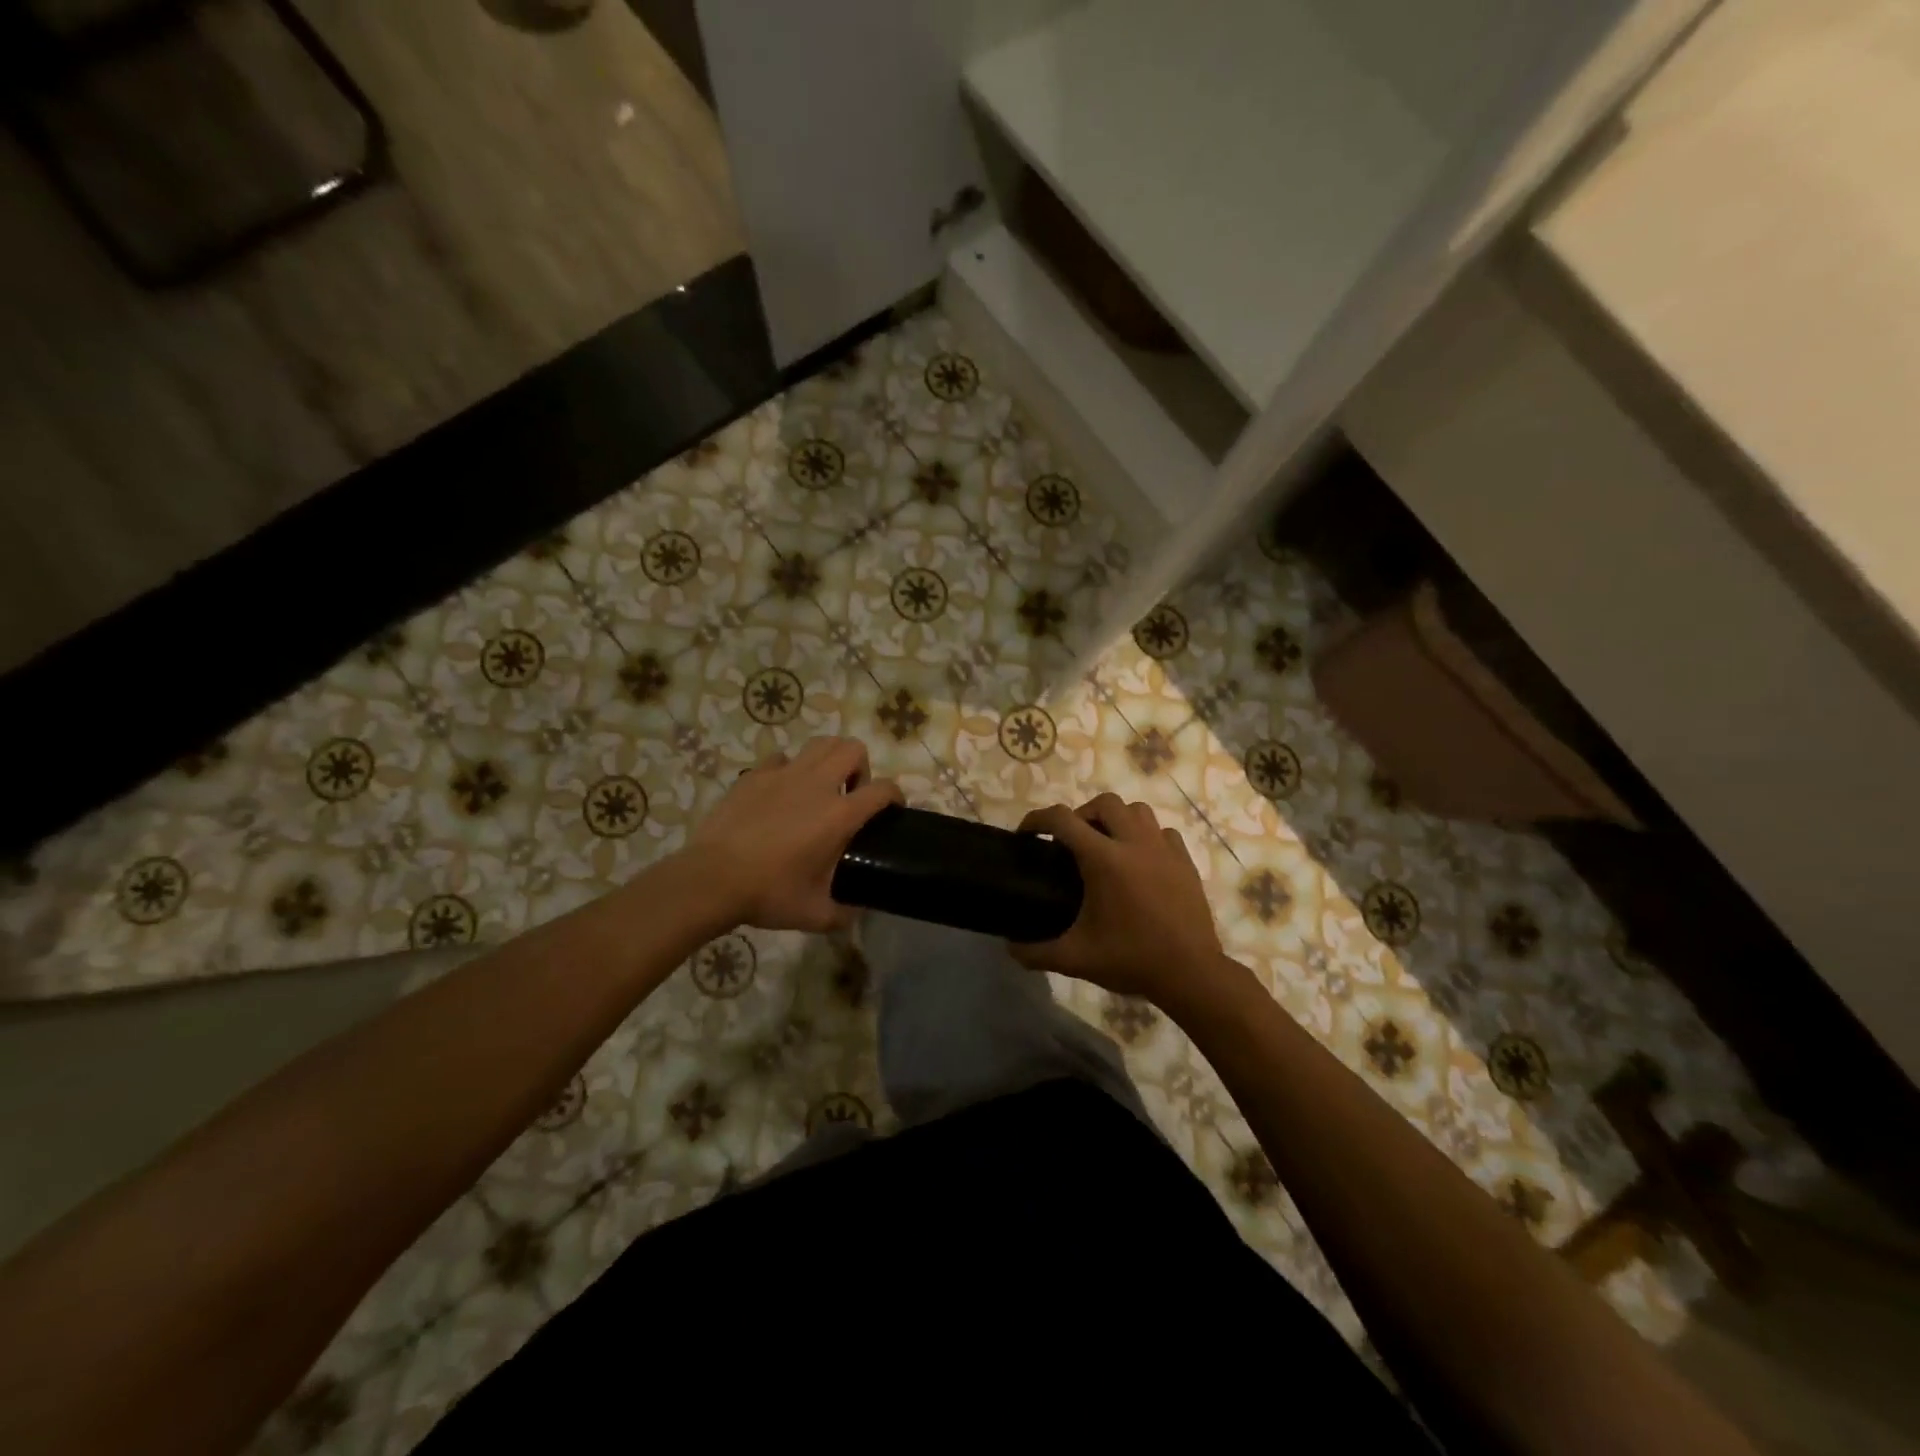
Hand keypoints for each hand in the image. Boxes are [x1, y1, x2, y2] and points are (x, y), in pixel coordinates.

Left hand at [684, 737, 902, 931]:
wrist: (711, 879)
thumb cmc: (768, 894)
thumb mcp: (815, 913)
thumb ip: (845, 913)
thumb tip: (857, 912)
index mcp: (839, 815)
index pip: (882, 790)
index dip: (895, 797)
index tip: (892, 810)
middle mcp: (817, 784)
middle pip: (853, 748)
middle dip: (861, 768)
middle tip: (851, 796)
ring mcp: (783, 774)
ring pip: (820, 743)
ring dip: (830, 759)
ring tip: (822, 787)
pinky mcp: (755, 775)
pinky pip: (782, 758)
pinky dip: (790, 770)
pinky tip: (782, 794)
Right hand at [1011, 794, 1230, 1003]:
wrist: (1190, 973)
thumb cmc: (1131, 959)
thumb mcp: (1076, 959)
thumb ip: (1036, 952)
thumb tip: (1009, 948)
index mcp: (1104, 860)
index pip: (1063, 820)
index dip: (1038, 819)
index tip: (1027, 833)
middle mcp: (1134, 843)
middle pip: (1105, 803)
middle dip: (1081, 814)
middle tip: (1071, 841)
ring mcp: (1164, 849)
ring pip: (1138, 810)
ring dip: (1117, 819)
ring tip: (1107, 844)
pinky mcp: (1185, 861)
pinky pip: (1163, 832)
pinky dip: (1147, 836)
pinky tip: (1140, 860)